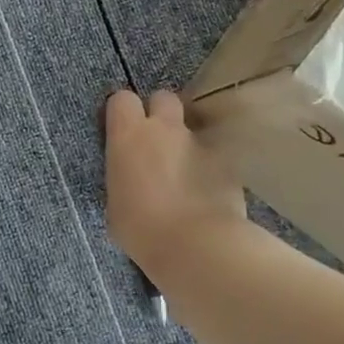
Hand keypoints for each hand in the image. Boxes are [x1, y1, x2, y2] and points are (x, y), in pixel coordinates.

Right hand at [104, 89, 249, 280]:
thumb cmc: (141, 229)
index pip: (121, 99)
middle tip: (156, 143)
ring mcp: (200, 142)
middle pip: (163, 98)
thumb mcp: (115, 203)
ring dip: (186, 142)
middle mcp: (165, 129)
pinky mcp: (228, 162)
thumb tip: (131, 178)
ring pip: (192, 127)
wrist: (196, 245)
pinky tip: (207, 192)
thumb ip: (123, 178)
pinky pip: (215, 155)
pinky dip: (210, 168)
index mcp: (128, 136)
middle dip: (160, 114)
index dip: (122, 112)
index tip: (122, 131)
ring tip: (184, 172)